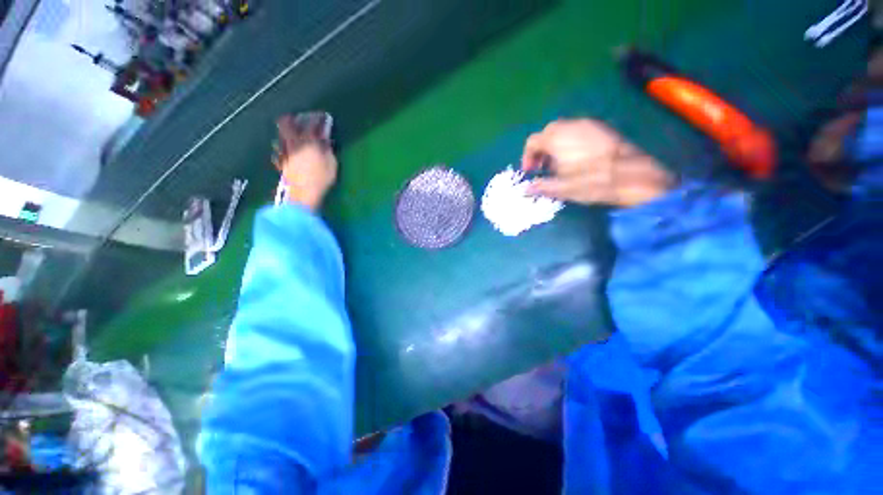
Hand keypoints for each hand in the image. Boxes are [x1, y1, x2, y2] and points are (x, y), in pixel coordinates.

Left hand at [274, 116, 337, 209]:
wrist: (302, 194)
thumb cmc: (321, 179)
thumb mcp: (331, 164)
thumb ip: (327, 149)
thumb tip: (325, 140)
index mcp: (308, 142)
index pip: (312, 126)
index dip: (317, 119)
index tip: (322, 117)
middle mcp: (294, 144)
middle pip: (288, 126)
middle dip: (292, 120)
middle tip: (296, 117)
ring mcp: (286, 153)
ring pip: (281, 137)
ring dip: (285, 132)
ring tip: (290, 130)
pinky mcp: (282, 164)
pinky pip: (279, 150)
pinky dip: (281, 146)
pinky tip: (283, 147)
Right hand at [521, 119, 674, 207]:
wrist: (631, 175)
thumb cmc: (591, 181)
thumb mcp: (561, 188)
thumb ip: (541, 187)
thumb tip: (526, 189)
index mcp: (556, 139)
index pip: (532, 142)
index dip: (528, 157)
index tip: (530, 171)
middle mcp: (570, 126)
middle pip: (547, 133)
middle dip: (541, 149)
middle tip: (543, 167)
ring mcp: (588, 125)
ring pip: (563, 130)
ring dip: (556, 145)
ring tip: (560, 164)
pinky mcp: (602, 129)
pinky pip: (578, 131)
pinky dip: (571, 142)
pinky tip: (578, 158)